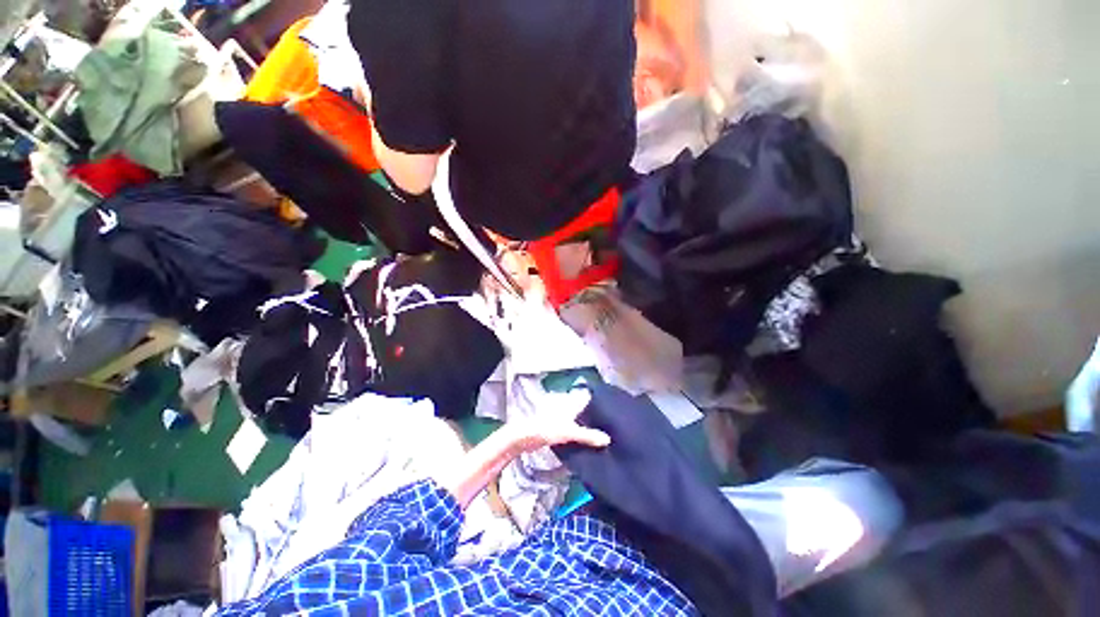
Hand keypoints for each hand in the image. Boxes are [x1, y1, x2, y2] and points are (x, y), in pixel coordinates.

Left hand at [504, 394, 610, 455]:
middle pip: (584, 410)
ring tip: (602, 434)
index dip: (599, 402)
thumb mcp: (569, 432)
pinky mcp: (557, 427)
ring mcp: (562, 417)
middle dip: (595, 416)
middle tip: (611, 426)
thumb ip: (588, 435)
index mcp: (571, 402)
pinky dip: (579, 434)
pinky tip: (586, 442)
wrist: (524, 437)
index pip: (588, 398)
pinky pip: (572, 429)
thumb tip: (608, 440)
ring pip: (578, 419)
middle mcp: (567, 406)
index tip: (614, 409)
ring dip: (587, 426)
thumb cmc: (547, 428)